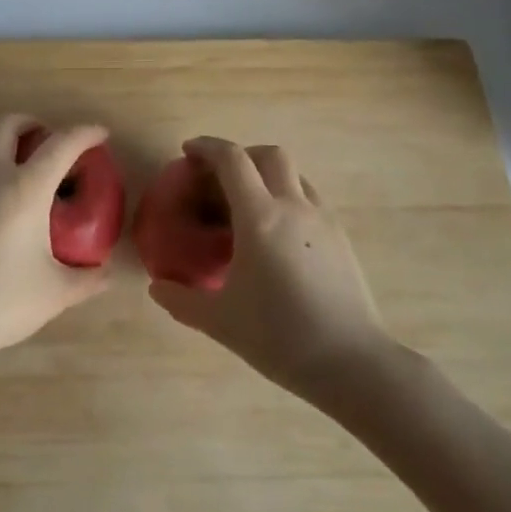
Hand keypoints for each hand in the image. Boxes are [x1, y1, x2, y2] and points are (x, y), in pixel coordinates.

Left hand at [0, 113, 109, 366]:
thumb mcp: (54, 294)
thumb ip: (86, 279)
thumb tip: (106, 272)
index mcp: (24, 188)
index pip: (61, 144)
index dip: (85, 133)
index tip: (100, 133)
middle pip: (8, 125)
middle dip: (32, 123)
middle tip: (49, 142)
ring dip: (3, 141)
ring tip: (19, 166)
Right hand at [149, 137, 387, 402]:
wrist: (353, 363)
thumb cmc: (281, 337)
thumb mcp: (221, 322)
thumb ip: (182, 300)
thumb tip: (157, 287)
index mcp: (260, 217)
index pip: (232, 160)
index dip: (207, 147)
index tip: (188, 152)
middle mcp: (293, 206)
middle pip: (269, 155)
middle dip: (241, 154)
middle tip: (219, 177)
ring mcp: (322, 219)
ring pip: (294, 174)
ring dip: (267, 174)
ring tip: (248, 205)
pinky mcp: (341, 237)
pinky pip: (309, 198)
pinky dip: (287, 196)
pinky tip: (277, 232)